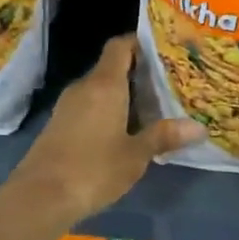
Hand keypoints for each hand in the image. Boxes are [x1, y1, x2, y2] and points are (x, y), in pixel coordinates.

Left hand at [7, 35, 203, 232]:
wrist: (40, 197)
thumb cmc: (93, 169)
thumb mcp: (135, 155)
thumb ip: (164, 136)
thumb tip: (198, 128)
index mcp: (104, 85)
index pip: (120, 46)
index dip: (140, 43)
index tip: (164, 50)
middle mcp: (84, 87)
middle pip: (112, 67)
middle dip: (139, 73)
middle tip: (170, 82)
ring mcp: (68, 106)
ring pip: (100, 89)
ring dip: (124, 95)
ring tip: (154, 106)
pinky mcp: (59, 125)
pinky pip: (89, 106)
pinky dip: (108, 110)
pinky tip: (126, 129)